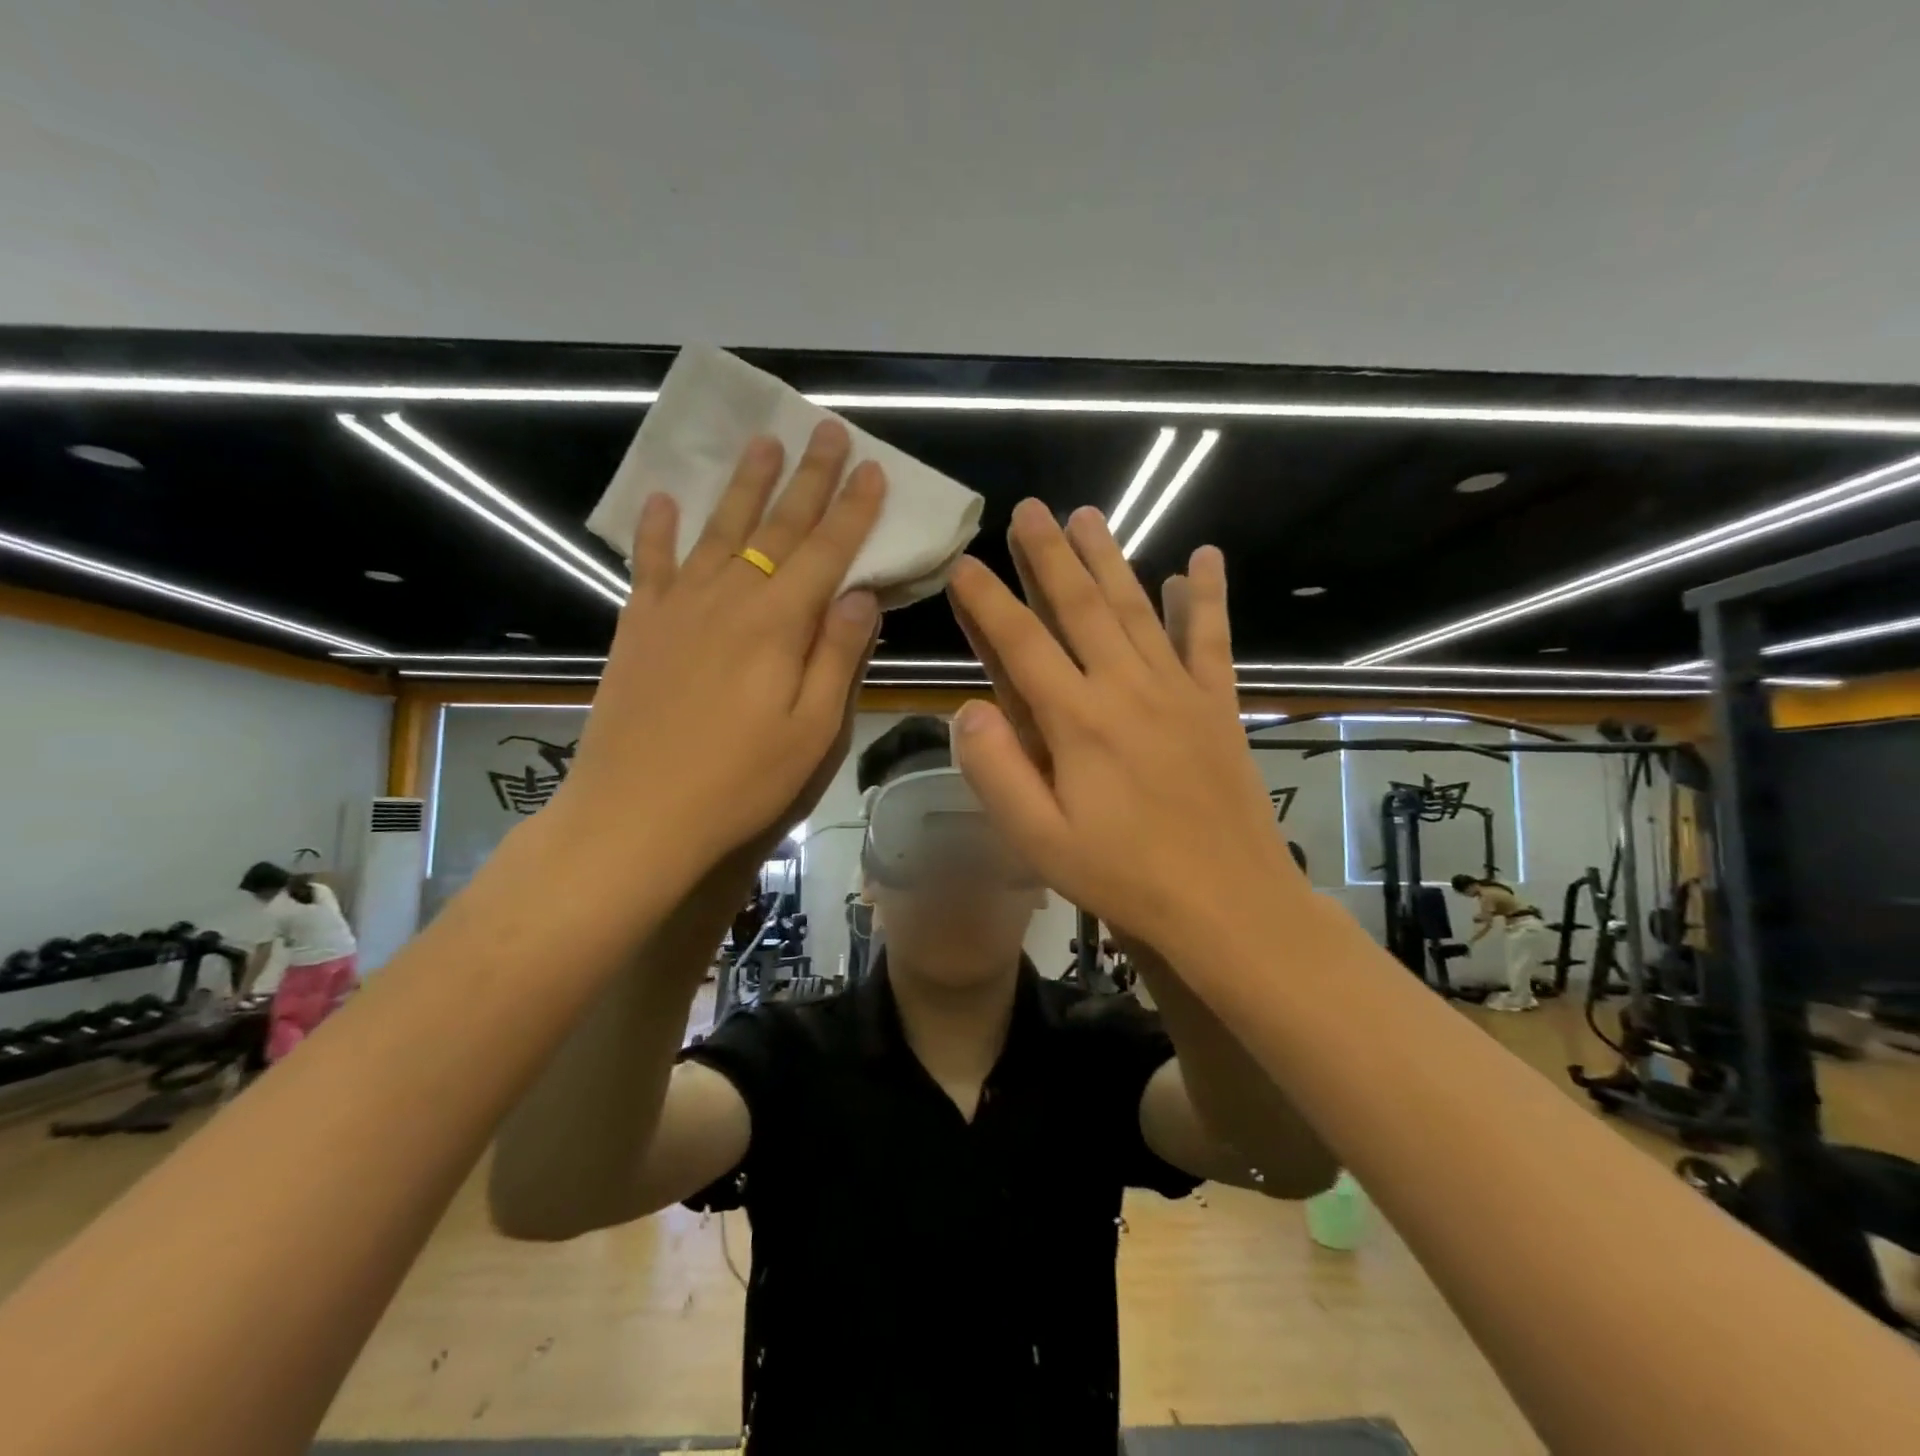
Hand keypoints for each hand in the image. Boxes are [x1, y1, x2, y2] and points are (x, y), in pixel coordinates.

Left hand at [551, 421, 884, 891]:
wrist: (635, 816)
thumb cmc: (740, 783)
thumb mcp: (812, 731)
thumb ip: (839, 656)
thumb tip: (862, 593)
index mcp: (778, 625)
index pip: (827, 552)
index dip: (854, 510)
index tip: (873, 469)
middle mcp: (729, 599)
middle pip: (776, 526)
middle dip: (808, 478)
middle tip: (827, 430)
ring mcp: (677, 609)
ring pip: (718, 531)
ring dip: (743, 485)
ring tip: (762, 442)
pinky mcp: (638, 627)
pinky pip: (650, 564)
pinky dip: (656, 529)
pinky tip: (661, 500)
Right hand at [945, 501, 1303, 958]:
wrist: (1229, 902)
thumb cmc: (1125, 875)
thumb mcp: (1040, 841)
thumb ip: (997, 772)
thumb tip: (964, 709)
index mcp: (1078, 721)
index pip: (1022, 643)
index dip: (988, 600)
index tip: (964, 562)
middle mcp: (1127, 688)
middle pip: (1080, 606)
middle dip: (1049, 554)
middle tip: (1029, 509)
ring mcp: (1179, 691)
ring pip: (1136, 608)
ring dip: (1110, 558)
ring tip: (1088, 515)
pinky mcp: (1218, 705)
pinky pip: (1212, 639)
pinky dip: (1207, 597)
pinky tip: (1202, 559)